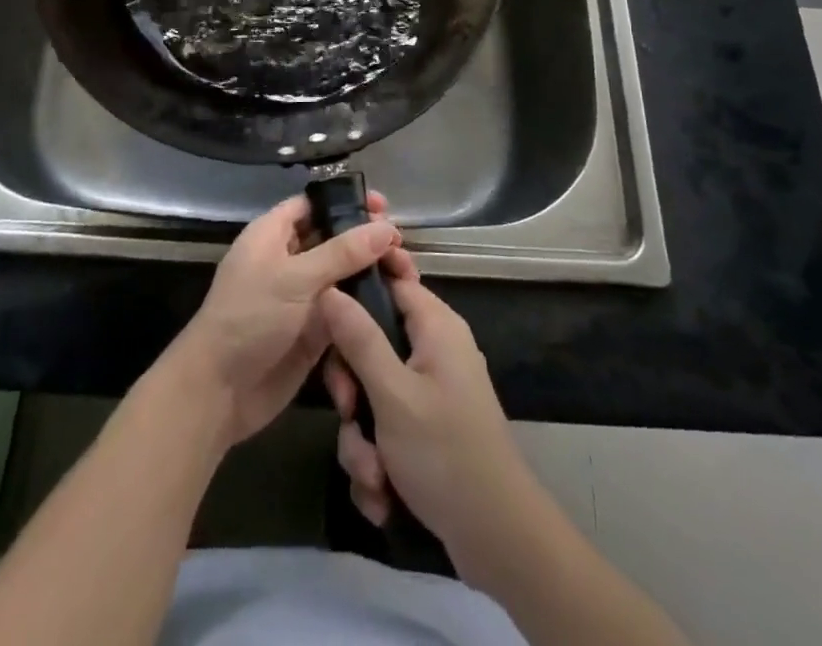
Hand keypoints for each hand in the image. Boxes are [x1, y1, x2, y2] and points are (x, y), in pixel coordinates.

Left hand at [162, 193, 400, 451]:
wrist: (219, 391)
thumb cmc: (250, 318)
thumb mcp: (295, 278)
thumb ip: (342, 252)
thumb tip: (386, 228)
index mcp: (273, 234)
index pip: (314, 205)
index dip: (347, 202)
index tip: (384, 207)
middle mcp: (289, 259)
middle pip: (334, 239)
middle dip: (367, 241)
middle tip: (403, 248)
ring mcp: (301, 296)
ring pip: (344, 276)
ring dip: (372, 274)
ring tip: (408, 277)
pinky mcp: (313, 330)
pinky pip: (345, 310)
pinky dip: (367, 306)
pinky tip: (398, 305)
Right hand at [319, 257, 533, 564]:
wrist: (497, 541)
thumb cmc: (445, 454)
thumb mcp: (393, 394)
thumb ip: (359, 338)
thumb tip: (330, 287)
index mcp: (435, 326)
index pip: (391, 280)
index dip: (356, 290)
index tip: (324, 311)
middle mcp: (434, 350)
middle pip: (371, 344)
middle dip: (353, 390)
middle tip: (349, 413)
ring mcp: (430, 392)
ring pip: (372, 396)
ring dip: (362, 440)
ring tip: (374, 476)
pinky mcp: (427, 430)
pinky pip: (386, 430)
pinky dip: (379, 463)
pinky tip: (383, 495)